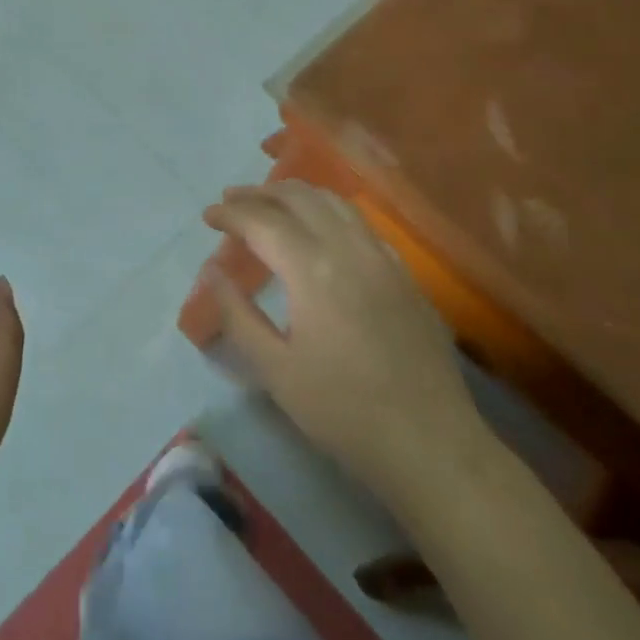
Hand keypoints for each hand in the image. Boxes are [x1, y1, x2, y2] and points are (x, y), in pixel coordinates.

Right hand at [205, 181, 485, 491]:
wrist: (431, 446)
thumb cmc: (344, 412)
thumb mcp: (275, 371)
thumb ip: (238, 316)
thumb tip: (213, 272)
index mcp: (313, 270)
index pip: (262, 221)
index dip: (231, 213)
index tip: (208, 216)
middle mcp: (349, 249)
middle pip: (300, 198)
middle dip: (260, 193)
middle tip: (232, 200)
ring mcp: (384, 259)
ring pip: (335, 202)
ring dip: (297, 195)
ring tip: (271, 203)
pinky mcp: (406, 275)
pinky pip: (361, 223)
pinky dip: (330, 211)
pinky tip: (322, 230)